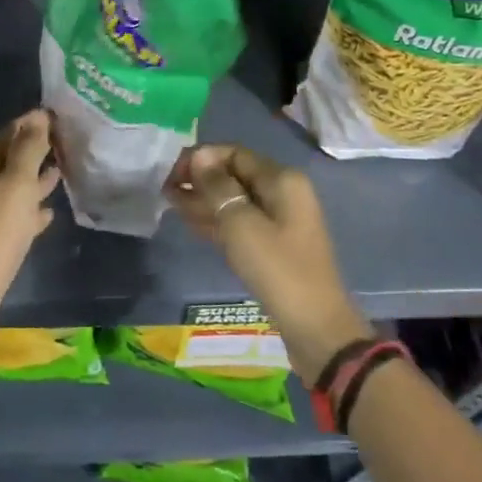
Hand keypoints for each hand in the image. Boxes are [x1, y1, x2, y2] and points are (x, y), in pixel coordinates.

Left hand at [0, 110, 59, 348]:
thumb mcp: (15, 185)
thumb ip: (28, 150)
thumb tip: (38, 115)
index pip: (6, 135)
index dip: (29, 124)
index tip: (56, 115)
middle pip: (10, 161)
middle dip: (35, 150)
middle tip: (65, 140)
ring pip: (15, 189)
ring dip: (36, 179)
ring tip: (62, 169)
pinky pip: (17, 218)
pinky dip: (33, 211)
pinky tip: (50, 212)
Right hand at [168, 145, 371, 384]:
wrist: (315, 328)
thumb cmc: (277, 269)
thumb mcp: (241, 224)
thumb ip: (218, 187)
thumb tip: (200, 156)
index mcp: (281, 179)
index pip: (233, 153)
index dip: (201, 158)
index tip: (171, 174)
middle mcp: (283, 192)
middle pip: (234, 175)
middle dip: (200, 180)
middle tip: (166, 190)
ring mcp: (280, 220)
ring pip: (235, 200)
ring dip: (204, 200)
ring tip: (171, 204)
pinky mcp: (273, 245)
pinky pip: (240, 222)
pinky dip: (217, 220)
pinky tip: (191, 223)